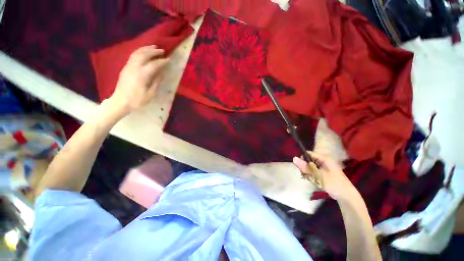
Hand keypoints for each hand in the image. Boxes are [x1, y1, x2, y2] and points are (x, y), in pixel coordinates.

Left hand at [108, 45, 169, 115]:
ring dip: (146, 49)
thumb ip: (156, 82)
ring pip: (137, 53)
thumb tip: (161, 74)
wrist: (120, 101)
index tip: (169, 60)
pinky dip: (139, 51)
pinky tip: (143, 52)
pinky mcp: (125, 68)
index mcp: (142, 75)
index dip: (162, 61)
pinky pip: (133, 56)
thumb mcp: (150, 93)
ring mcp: (128, 66)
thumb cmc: (137, 100)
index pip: (154, 64)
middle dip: (154, 51)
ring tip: (153, 47)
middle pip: (144, 55)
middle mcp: (134, 67)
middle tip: (162, 51)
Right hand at [293, 151, 356, 200]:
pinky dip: (311, 176)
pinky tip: (314, 181)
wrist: (347, 196)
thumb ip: (306, 167)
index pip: (308, 154)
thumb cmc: (334, 184)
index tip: (301, 167)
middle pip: (308, 160)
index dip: (303, 159)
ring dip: (308, 173)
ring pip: (310, 166)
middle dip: (305, 168)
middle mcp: (323, 161)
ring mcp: (323, 167)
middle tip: (306, 176)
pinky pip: (313, 171)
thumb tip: (294, 158)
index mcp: (324, 158)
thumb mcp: (318, 175)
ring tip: (311, 180)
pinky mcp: (323, 172)